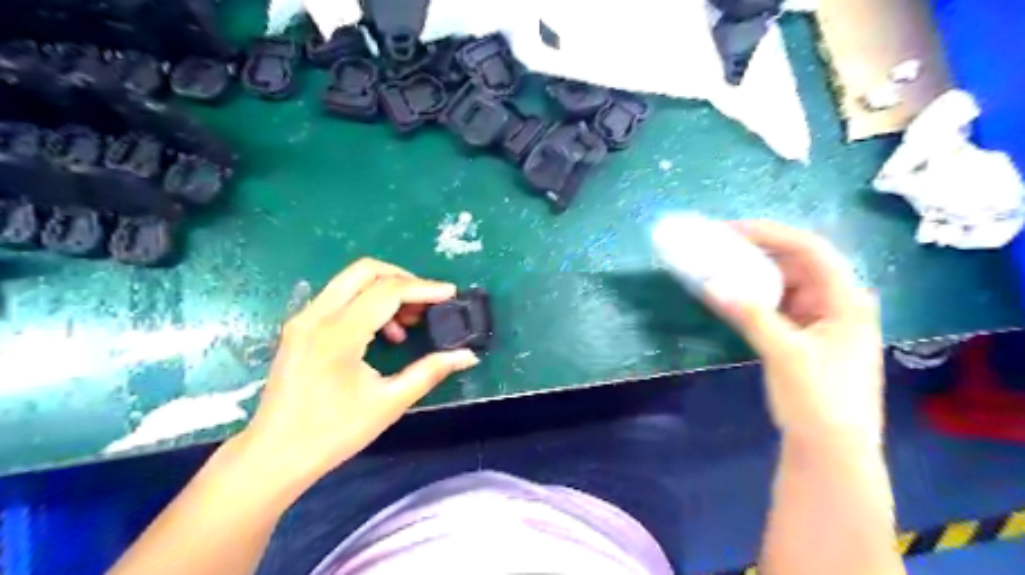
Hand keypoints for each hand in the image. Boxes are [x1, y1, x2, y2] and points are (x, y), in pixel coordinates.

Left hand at [236, 258, 481, 490]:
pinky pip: (339, 298)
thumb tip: (467, 355)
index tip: (451, 293)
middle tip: (428, 301)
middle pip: (365, 271)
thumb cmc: (333, 433)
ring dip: (385, 291)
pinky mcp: (299, 328)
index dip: (424, 288)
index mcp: (338, 334)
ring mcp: (303, 319)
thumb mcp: (389, 402)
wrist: (274, 456)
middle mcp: (316, 316)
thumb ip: (431, 371)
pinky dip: (367, 302)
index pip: (388, 291)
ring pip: (350, 281)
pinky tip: (383, 333)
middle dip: (403, 279)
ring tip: (409, 323)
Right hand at [705, 221, 880, 438]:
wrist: (831, 451)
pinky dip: (753, 299)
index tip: (729, 230)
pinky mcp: (804, 337)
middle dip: (757, 252)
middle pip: (796, 263)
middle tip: (719, 247)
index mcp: (846, 299)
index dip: (769, 233)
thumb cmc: (818, 399)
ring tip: (719, 266)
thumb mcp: (784, 353)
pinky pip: (777, 306)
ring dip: (752, 275)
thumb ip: (749, 314)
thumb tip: (710, 284)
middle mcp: (837, 303)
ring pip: (784, 284)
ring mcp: (821, 320)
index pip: (809, 249)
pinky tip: (729, 295)